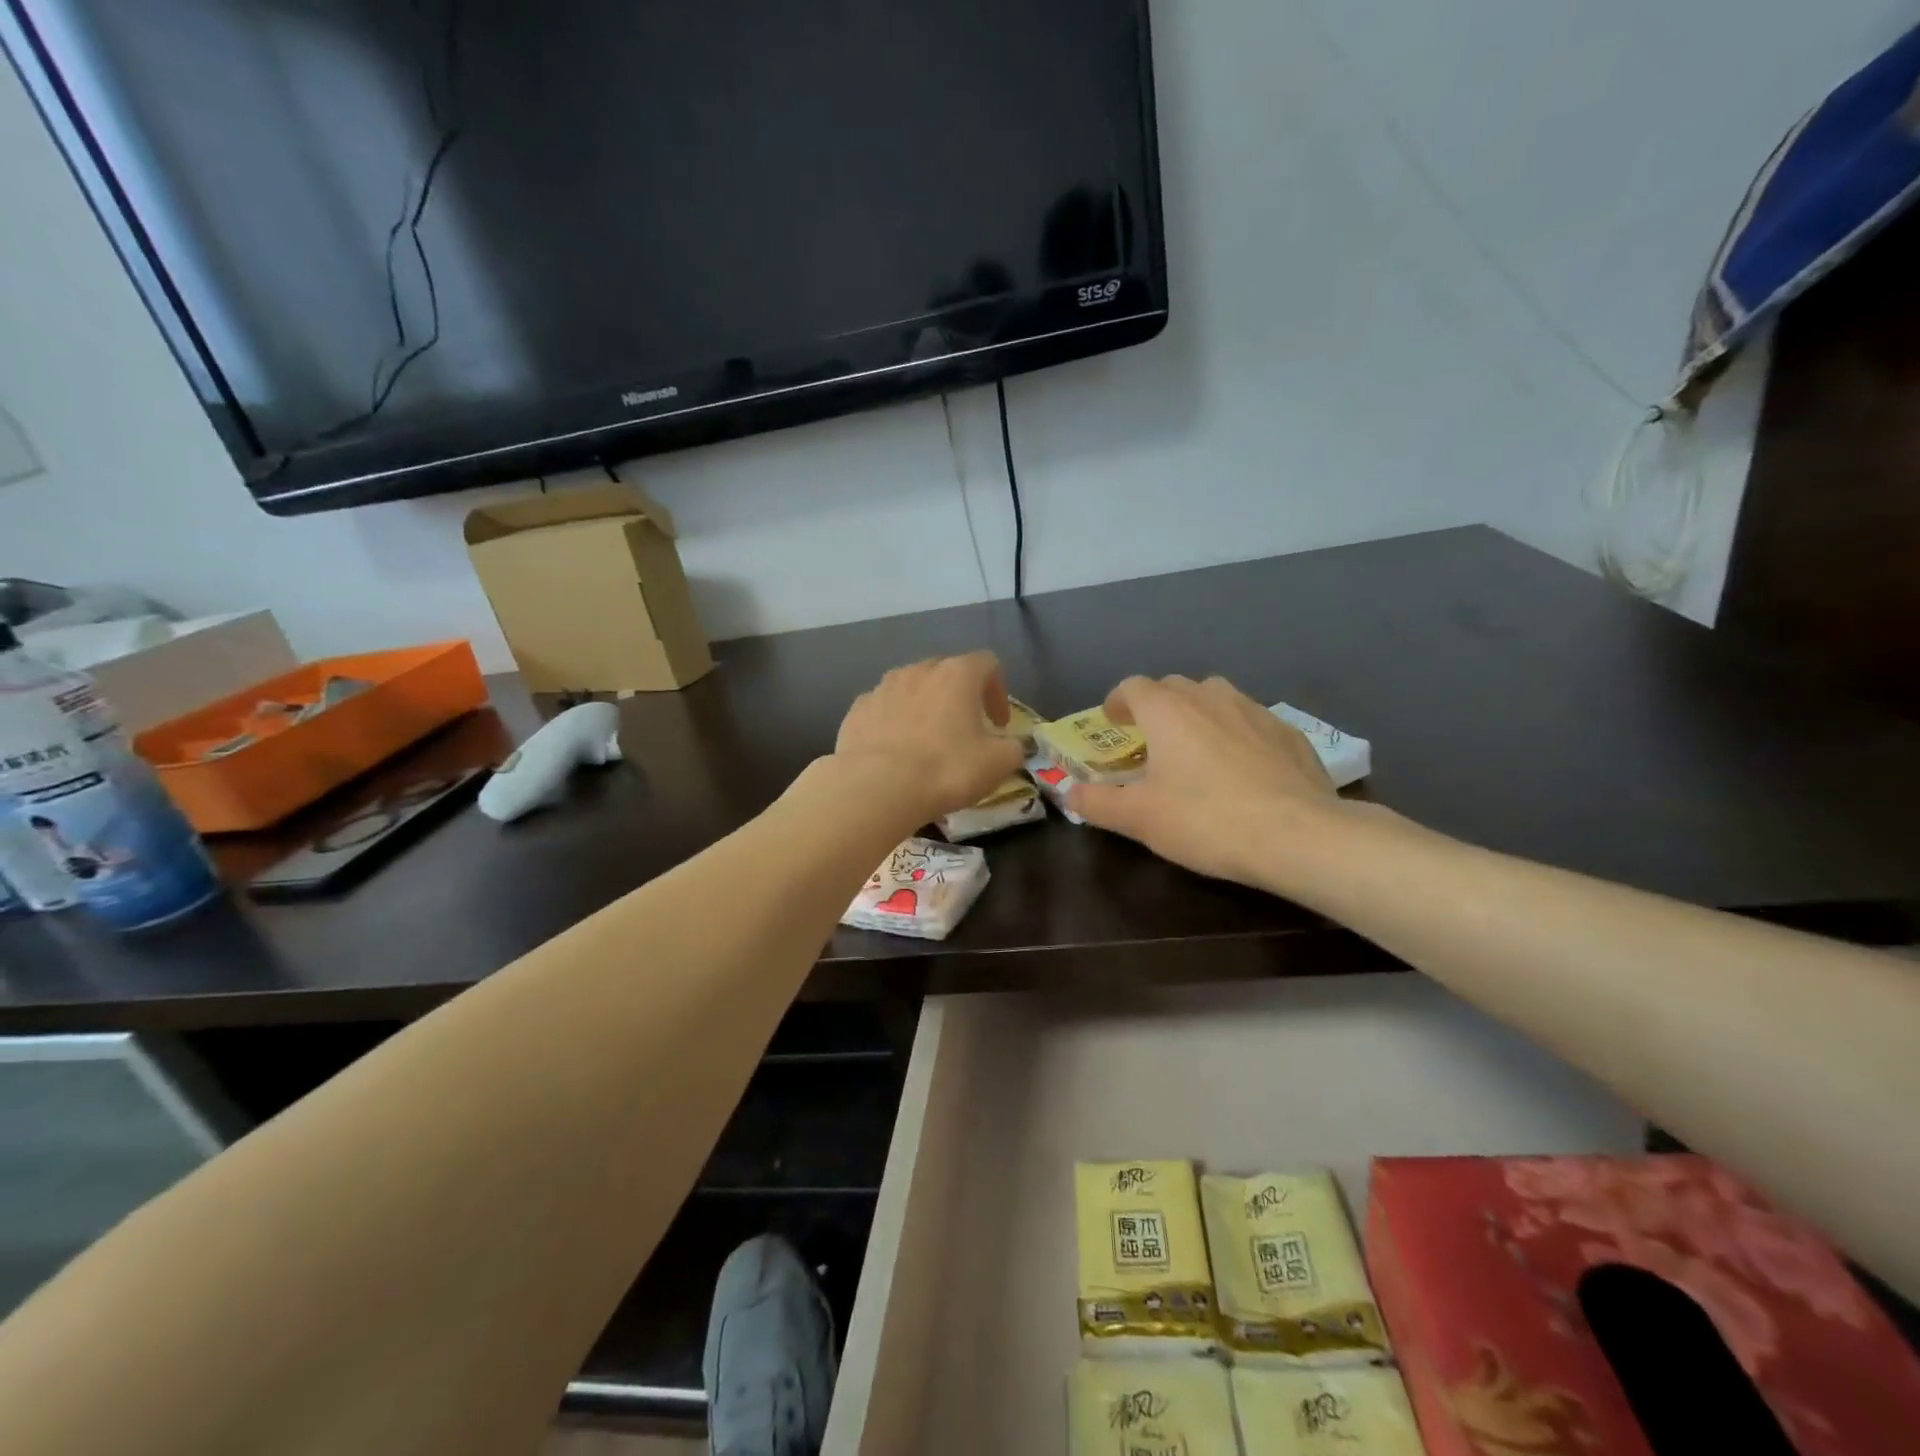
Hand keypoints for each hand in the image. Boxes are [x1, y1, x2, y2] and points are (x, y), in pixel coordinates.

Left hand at [833, 652, 1025, 823]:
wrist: (878, 787)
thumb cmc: (947, 769)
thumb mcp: (998, 763)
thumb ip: (1013, 748)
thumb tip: (1012, 746)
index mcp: (957, 674)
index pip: (988, 663)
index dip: (998, 690)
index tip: (999, 724)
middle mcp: (919, 670)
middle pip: (946, 671)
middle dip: (959, 696)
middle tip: (966, 729)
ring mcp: (883, 687)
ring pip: (911, 687)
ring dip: (924, 707)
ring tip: (927, 741)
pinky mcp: (856, 710)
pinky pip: (883, 708)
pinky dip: (894, 722)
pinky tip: (895, 751)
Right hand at [1066, 675, 1347, 886]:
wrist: (1298, 835)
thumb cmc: (1206, 820)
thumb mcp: (1139, 819)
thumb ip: (1097, 803)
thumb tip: (1069, 794)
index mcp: (1168, 711)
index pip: (1133, 686)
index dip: (1117, 701)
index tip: (1112, 723)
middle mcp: (1210, 697)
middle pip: (1174, 687)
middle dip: (1156, 706)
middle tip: (1150, 740)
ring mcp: (1255, 710)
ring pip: (1216, 698)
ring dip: (1198, 714)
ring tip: (1196, 748)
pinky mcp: (1290, 732)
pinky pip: (1251, 721)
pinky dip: (1236, 733)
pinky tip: (1243, 768)